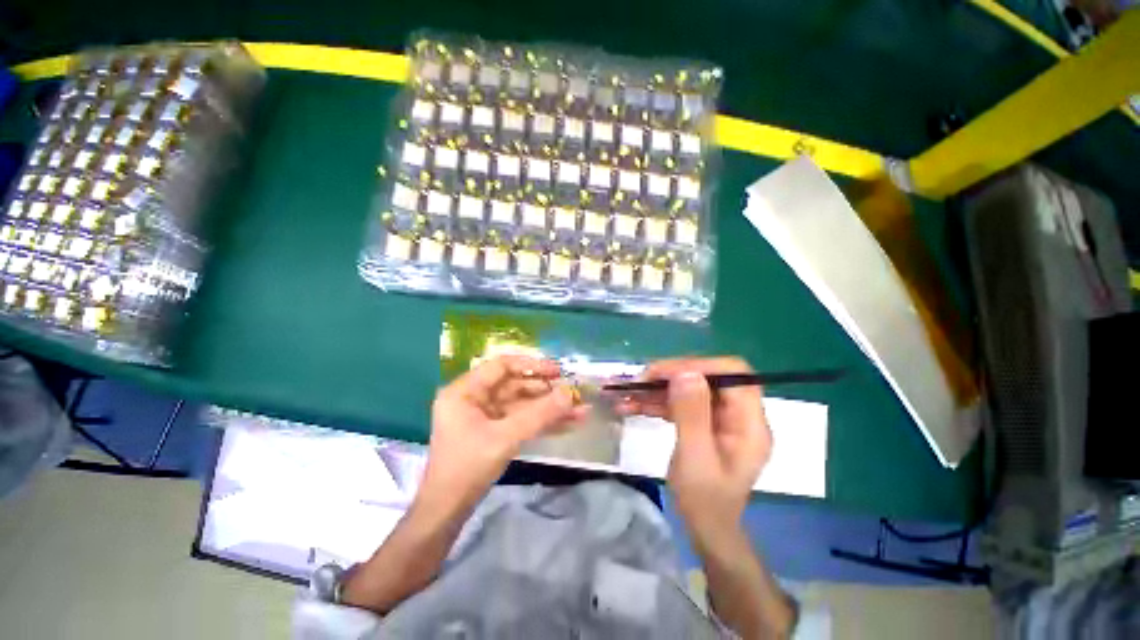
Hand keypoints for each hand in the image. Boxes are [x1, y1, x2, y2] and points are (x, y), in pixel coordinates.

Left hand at [421, 355, 586, 509]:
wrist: (447, 511)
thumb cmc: (468, 468)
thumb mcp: (505, 438)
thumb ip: (539, 414)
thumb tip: (570, 393)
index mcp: (466, 391)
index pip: (501, 366)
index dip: (531, 365)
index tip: (557, 371)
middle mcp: (475, 398)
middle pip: (516, 385)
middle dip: (546, 392)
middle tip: (573, 393)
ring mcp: (486, 416)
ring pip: (523, 405)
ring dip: (550, 409)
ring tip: (580, 411)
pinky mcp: (495, 432)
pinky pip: (522, 421)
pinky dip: (543, 423)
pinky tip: (568, 425)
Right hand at [617, 357, 771, 540]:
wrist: (707, 529)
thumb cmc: (706, 501)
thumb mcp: (696, 458)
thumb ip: (692, 415)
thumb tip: (685, 372)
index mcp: (749, 422)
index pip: (733, 373)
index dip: (699, 366)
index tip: (664, 373)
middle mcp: (739, 413)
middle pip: (708, 377)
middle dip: (672, 376)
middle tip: (640, 382)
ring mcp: (721, 417)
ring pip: (691, 387)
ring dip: (659, 389)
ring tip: (629, 395)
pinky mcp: (705, 422)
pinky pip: (682, 402)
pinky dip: (659, 401)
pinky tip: (636, 405)